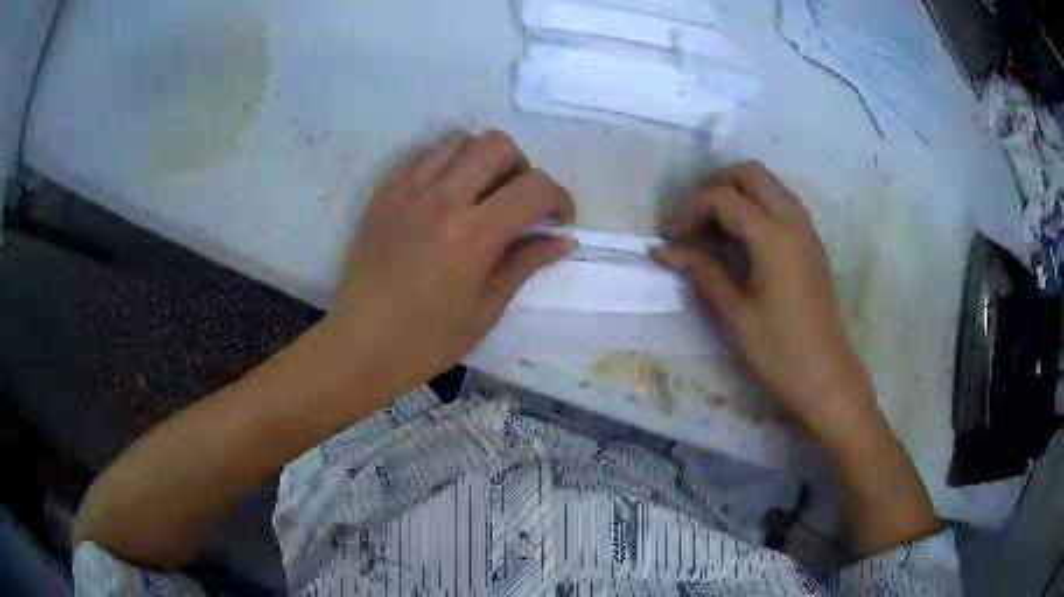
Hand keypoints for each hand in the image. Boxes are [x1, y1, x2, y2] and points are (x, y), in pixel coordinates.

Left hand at [332, 130, 575, 391]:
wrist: (361, 342)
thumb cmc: (428, 339)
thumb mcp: (486, 309)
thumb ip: (525, 263)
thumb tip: (564, 240)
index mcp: (473, 235)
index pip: (534, 188)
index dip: (559, 198)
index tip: (558, 220)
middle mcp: (441, 199)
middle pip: (498, 145)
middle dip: (522, 168)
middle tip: (518, 203)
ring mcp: (408, 190)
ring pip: (460, 140)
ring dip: (483, 159)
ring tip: (481, 194)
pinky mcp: (385, 191)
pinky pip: (424, 154)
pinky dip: (447, 163)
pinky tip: (446, 194)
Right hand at [654, 162, 877, 443]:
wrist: (826, 378)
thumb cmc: (779, 352)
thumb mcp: (735, 314)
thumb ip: (702, 272)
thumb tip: (663, 250)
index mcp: (774, 237)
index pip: (724, 198)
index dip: (691, 209)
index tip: (671, 237)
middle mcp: (794, 222)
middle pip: (751, 174)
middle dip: (716, 185)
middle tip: (693, 218)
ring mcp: (807, 231)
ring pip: (769, 185)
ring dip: (737, 193)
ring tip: (712, 228)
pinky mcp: (812, 245)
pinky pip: (782, 204)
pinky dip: (756, 207)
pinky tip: (741, 240)